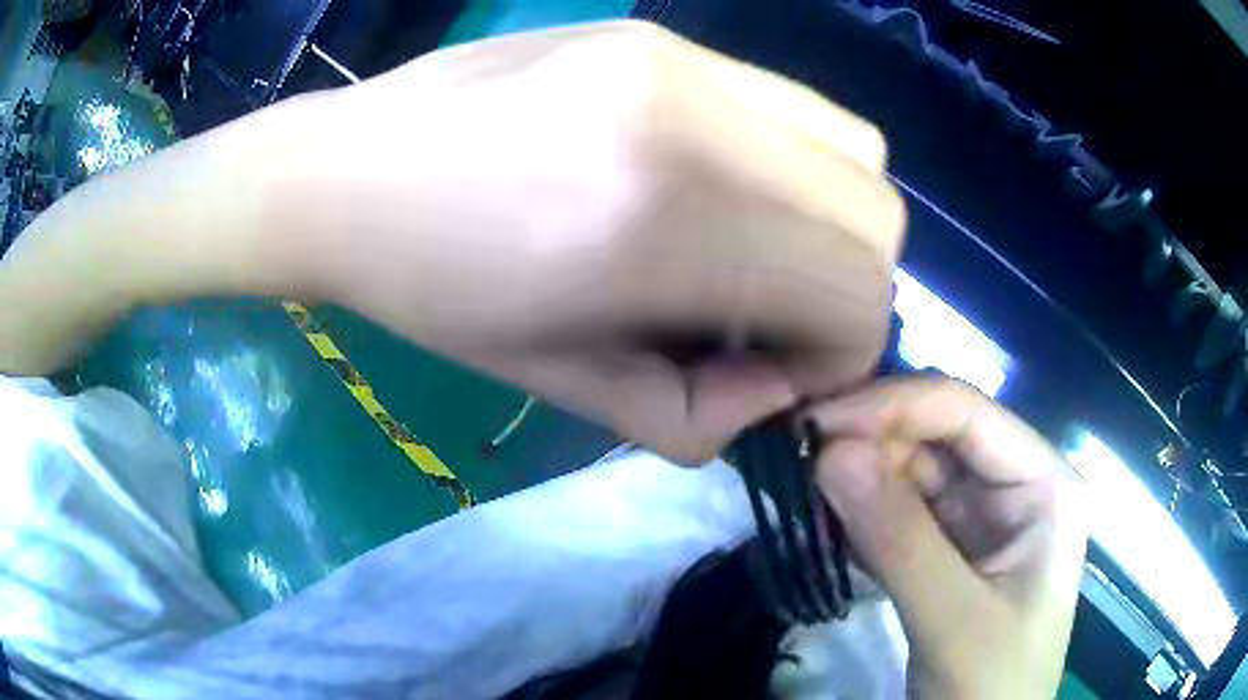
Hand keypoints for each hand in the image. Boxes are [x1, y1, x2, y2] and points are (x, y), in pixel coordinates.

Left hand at [290, 21, 905, 462]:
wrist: (345, 173)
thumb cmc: (428, 292)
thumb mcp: (558, 383)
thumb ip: (694, 411)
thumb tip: (776, 389)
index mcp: (662, 224)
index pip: (855, 294)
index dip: (840, 355)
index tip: (778, 372)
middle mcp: (698, 121)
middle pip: (878, 217)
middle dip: (848, 287)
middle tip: (769, 316)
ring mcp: (686, 60)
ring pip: (855, 151)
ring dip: (829, 221)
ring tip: (749, 248)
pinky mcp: (666, 38)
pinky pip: (792, 107)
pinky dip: (790, 165)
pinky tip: (716, 186)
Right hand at [805, 379, 1087, 698]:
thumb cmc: (993, 684)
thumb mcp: (954, 621)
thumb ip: (900, 540)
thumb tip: (828, 453)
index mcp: (1044, 483)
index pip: (966, 413)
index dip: (891, 406)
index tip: (814, 425)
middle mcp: (1014, 484)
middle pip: (935, 435)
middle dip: (868, 441)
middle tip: (792, 455)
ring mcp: (980, 517)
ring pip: (910, 471)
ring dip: (856, 477)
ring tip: (797, 483)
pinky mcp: (948, 548)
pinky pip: (898, 512)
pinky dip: (858, 514)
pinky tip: (822, 518)